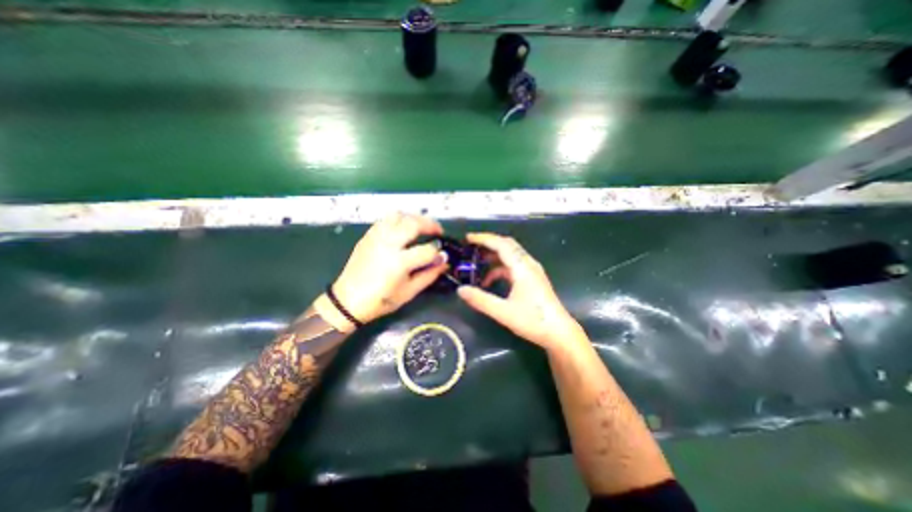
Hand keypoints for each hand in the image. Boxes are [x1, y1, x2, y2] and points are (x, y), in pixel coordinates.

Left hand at [317, 212, 450, 328]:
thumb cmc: (380, 300)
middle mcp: (388, 244)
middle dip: (431, 225)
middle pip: (414, 223)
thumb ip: (429, 275)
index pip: (427, 250)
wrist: (348, 301)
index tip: (443, 256)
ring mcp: (376, 237)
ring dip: (414, 218)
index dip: (439, 254)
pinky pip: (386, 219)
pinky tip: (404, 228)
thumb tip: (444, 262)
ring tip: (422, 227)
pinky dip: (399, 219)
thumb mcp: (409, 292)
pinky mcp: (369, 235)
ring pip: (399, 215)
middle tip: (438, 231)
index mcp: (399, 262)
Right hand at [456, 232, 582, 350]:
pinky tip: (490, 281)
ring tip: (476, 264)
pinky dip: (499, 269)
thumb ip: (481, 300)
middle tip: (470, 247)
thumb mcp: (503, 312)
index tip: (467, 238)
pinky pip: (512, 266)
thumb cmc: (533, 321)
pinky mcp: (532, 278)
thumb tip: (460, 290)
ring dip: (493, 257)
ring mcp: (531, 270)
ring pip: (509, 255)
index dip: (483, 238)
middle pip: (506, 245)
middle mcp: (528, 264)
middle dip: (487, 243)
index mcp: (522, 267)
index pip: (501, 244)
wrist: (559, 332)